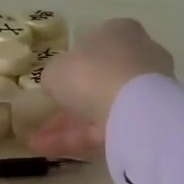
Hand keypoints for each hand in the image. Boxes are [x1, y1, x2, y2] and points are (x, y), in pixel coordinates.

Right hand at [27, 18, 174, 158]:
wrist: (134, 109)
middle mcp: (139, 57)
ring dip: (69, 126)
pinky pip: (107, 129)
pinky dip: (78, 139)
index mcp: (120, 32)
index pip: (95, 44)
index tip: (55, 80)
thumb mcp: (56, 68)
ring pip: (101, 108)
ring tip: (37, 142)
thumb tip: (56, 84)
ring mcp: (146, 91)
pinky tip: (49, 150)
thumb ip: (55, 75)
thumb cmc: (92, 72)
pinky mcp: (147, 122)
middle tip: (47, 114)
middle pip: (99, 79)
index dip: (73, 63)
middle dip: (71, 100)